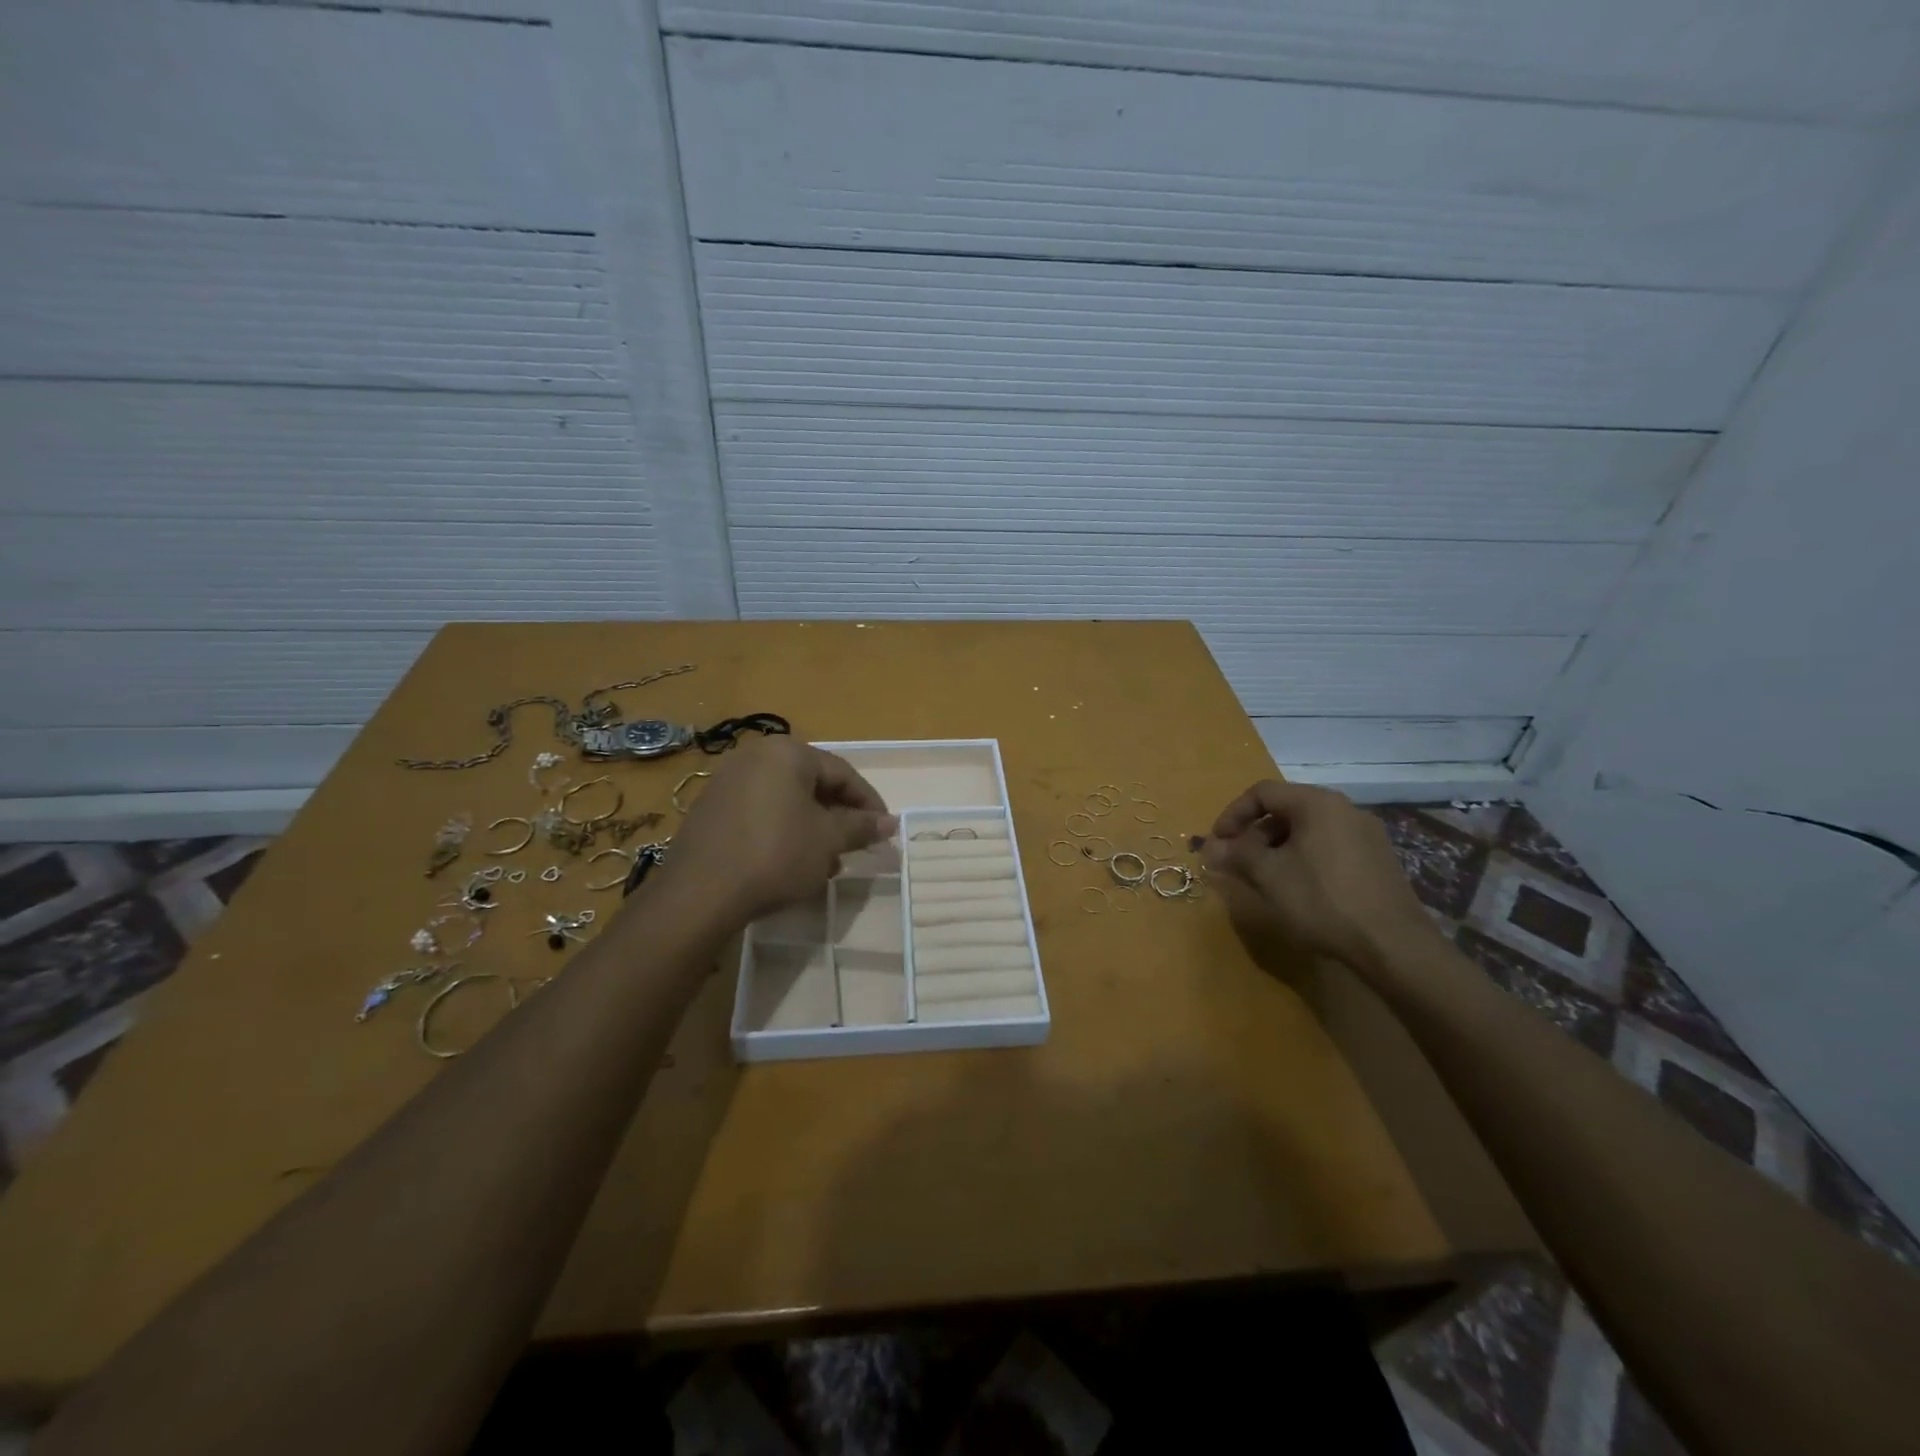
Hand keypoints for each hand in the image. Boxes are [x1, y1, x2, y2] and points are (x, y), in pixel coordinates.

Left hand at [657, 736, 896, 924]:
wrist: (700, 893)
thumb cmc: (775, 855)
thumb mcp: (827, 841)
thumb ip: (861, 826)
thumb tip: (890, 822)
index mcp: (787, 753)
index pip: (842, 773)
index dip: (868, 803)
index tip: (884, 830)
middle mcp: (756, 756)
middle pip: (812, 783)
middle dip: (837, 817)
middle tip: (854, 847)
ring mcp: (728, 780)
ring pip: (786, 800)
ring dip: (811, 827)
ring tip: (824, 862)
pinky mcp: (711, 808)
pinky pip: (760, 811)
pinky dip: (782, 831)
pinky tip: (789, 862)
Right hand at [1201, 779, 1434, 974]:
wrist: (1393, 945)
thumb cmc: (1322, 900)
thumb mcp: (1269, 875)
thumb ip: (1236, 854)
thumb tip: (1210, 847)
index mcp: (1317, 803)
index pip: (1262, 792)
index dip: (1232, 814)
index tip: (1217, 843)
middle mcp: (1345, 809)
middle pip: (1286, 809)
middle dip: (1253, 834)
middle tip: (1236, 862)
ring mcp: (1366, 834)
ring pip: (1307, 830)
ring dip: (1277, 848)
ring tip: (1263, 878)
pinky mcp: (1377, 860)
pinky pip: (1328, 847)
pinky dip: (1303, 858)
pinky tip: (1298, 888)